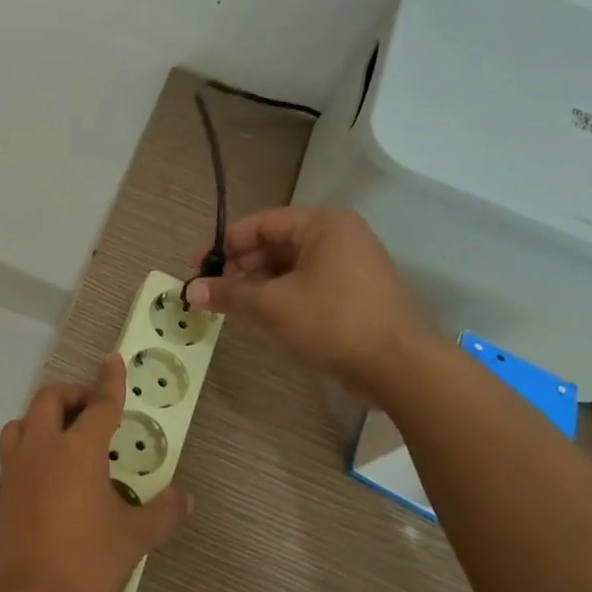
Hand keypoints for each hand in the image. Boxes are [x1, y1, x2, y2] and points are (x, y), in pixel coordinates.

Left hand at [0, 355, 191, 591]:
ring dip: (43, 417)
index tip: (112, 360)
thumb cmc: (87, 562)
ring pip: (23, 422)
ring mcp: (16, 468)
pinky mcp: (1, 491)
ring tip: (67, 438)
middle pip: (50, 400)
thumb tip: (186, 498)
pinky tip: (49, 473)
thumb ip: (163, 513)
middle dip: (72, 395)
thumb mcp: (134, 538)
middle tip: (93, 412)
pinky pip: (13, 451)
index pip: (99, 405)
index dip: (109, 381)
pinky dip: (31, 446)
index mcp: (77, 450)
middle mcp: (42, 448)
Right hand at [186, 206, 433, 397]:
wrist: (401, 367)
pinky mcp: (355, 293)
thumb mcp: (272, 306)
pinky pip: (306, 285)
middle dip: (240, 268)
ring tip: (232, 308)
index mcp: (323, 224)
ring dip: (257, 285)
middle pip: (274, 244)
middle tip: (211, 293)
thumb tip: (190, 291)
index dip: (223, 245)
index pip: (260, 224)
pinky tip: (262, 317)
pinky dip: (280, 296)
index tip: (196, 267)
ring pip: (289, 267)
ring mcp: (351, 265)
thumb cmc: (334, 322)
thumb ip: (228, 294)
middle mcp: (339, 236)